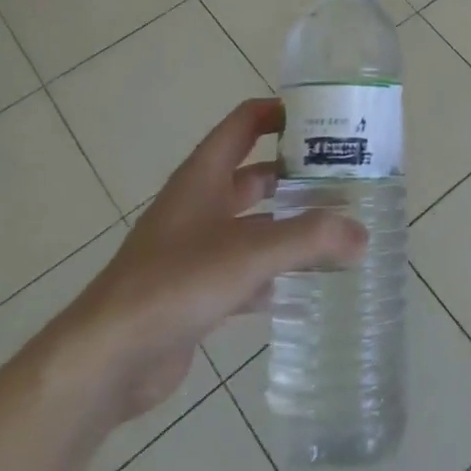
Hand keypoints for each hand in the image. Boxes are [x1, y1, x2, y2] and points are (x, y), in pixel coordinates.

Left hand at [56, 98, 365, 423]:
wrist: (108, 357)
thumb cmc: (176, 282)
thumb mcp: (250, 252)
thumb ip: (310, 238)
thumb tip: (362, 234)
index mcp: (204, 176)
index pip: (245, 123)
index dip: (280, 113)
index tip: (324, 120)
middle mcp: (199, 204)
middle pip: (255, 176)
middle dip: (296, 177)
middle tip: (345, 182)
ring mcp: (194, 249)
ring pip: (252, 226)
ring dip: (288, 228)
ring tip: (336, 234)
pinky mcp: (194, 291)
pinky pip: (243, 272)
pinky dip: (272, 275)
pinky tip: (303, 289)